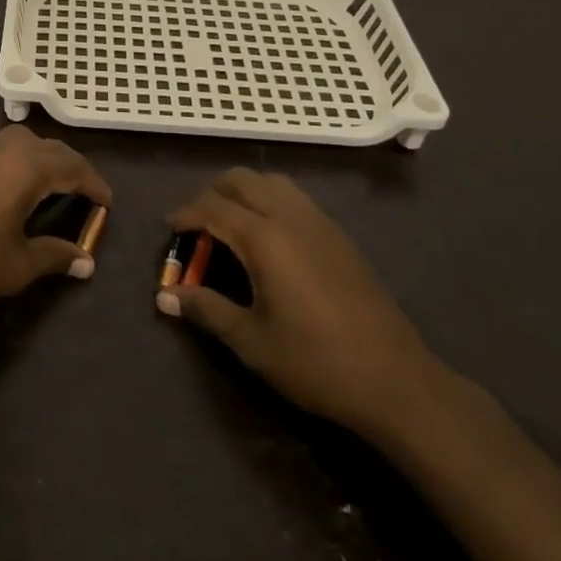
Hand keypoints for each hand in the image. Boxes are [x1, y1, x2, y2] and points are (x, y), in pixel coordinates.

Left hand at [0, 127, 112, 319]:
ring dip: (41, 157)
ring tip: (49, 185)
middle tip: (83, 192)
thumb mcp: (16, 266)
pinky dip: (15, 159)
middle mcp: (1, 149)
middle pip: (48, 147)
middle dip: (71, 166)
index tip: (107, 203)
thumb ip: (54, 257)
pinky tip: (9, 186)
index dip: (93, 184)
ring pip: (19, 140)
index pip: (72, 167)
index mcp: (24, 168)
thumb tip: (86, 262)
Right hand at [160, 169, 444, 439]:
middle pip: (241, 180)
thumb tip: (164, 297)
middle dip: (212, 194)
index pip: (212, 207)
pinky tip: (268, 240)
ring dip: (243, 193)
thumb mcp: (251, 341)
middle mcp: (290, 216)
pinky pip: (294, 198)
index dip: (185, 214)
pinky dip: (269, 202)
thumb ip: (206, 310)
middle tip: (197, 227)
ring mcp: (319, 222)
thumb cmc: (315, 362)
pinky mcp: (339, 235)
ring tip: (230, 228)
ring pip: (271, 182)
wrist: (396, 380)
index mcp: (264, 237)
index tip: (169, 230)